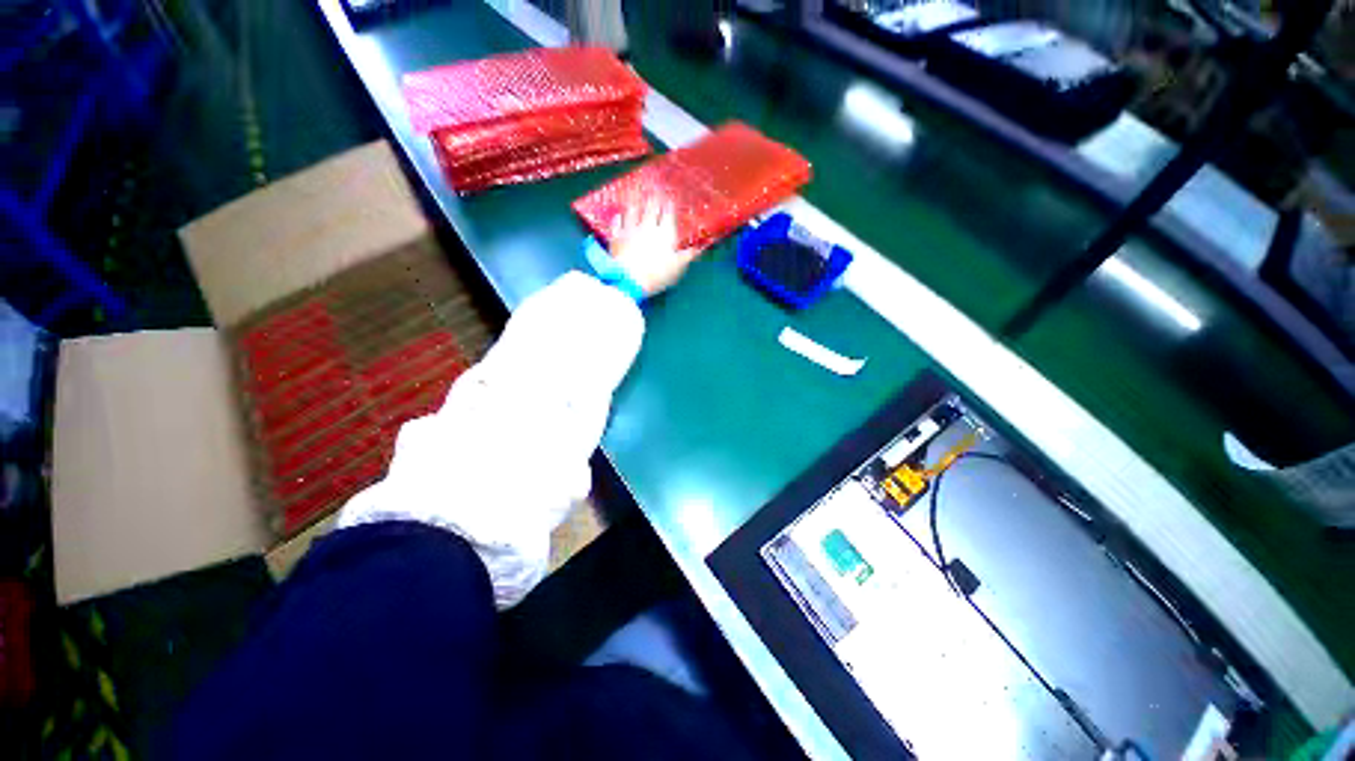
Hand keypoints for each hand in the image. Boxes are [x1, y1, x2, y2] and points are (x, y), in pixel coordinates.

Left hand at [609, 198, 697, 297]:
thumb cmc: (658, 274)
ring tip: (637, 195)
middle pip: (651, 208)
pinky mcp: (617, 237)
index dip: (669, 204)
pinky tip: (619, 215)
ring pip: (633, 210)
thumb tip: (699, 248)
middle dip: (654, 198)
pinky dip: (619, 218)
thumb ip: (688, 256)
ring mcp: (631, 230)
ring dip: (636, 202)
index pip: (668, 213)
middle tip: (655, 191)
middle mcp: (648, 226)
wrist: (630, 280)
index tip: (669, 198)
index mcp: (666, 233)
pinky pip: (617, 223)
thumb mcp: (678, 267)